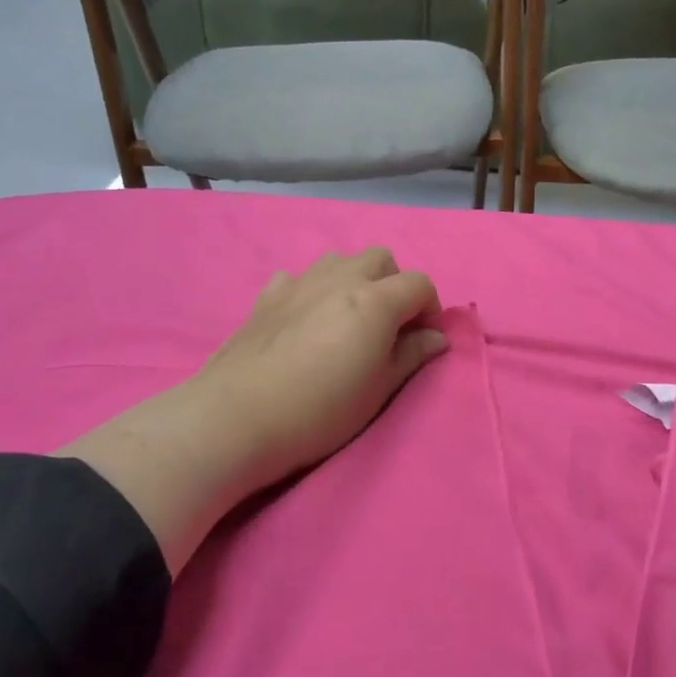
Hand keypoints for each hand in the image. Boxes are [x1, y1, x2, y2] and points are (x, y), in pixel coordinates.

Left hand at [190, 249, 447, 493]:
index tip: (422, 340)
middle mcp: (340, 279)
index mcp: (375, 301)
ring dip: (354, 280)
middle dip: (394, 284)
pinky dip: (311, 289)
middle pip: (381, 258)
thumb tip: (436, 337)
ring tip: (347, 318)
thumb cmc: (321, 410)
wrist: (239, 418)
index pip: (419, 283)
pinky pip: (298, 277)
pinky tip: (304, 318)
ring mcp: (299, 283)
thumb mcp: (378, 390)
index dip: (430, 309)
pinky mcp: (267, 297)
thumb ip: (411, 356)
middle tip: (388, 326)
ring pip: (339, 259)